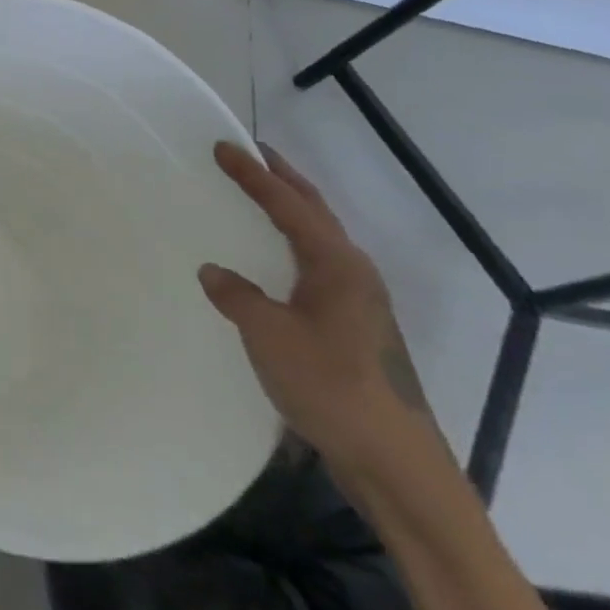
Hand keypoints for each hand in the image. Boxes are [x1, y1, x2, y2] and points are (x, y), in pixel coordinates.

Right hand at [199, 142, 433, 471]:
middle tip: (251, 153)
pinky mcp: (357, 326)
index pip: (288, 204)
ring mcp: (361, 301)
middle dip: (282, 179)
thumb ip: (237, 296)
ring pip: (321, 237)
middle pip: (315, 211)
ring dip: (292, 209)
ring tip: (263, 194)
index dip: (253, 174)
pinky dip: (295, 242)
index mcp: (336, 264)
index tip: (223, 146)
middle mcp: (354, 273)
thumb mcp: (269, 335)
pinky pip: (319, 263)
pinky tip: (280, 258)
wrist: (395, 463)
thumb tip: (214, 271)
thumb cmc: (331, 386)